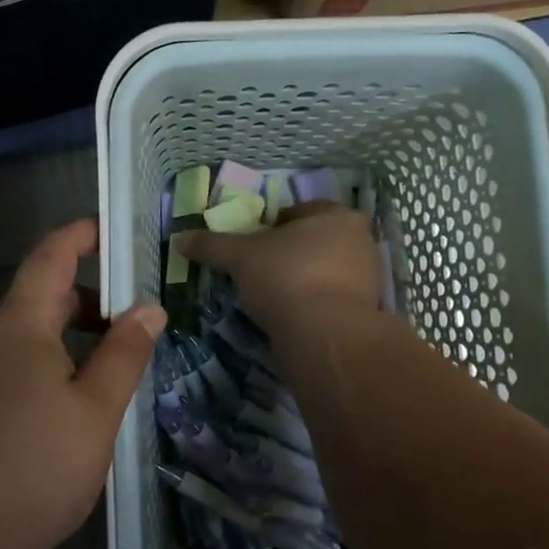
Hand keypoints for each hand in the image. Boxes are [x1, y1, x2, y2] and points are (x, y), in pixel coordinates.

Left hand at [0, 219, 164, 548]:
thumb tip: (150, 309)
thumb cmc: (34, 466)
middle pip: (42, 295)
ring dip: (73, 331)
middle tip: (136, 309)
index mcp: (20, 325)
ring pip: (31, 333)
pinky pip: (19, 362)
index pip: (50, 257)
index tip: (112, 230)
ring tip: (116, 355)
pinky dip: (54, 359)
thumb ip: (124, 354)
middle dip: (89, 293)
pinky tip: (79, 396)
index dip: (80, 236)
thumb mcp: (96, 410)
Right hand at [175, 202, 379, 336]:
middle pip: (313, 241)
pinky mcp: (367, 312)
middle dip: (287, 254)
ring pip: (324, 272)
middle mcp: (360, 241)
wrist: (325, 336)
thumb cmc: (286, 277)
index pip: (297, 212)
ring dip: (301, 281)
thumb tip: (180, 239)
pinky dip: (313, 306)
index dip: (270, 226)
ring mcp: (368, 278)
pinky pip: (332, 301)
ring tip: (272, 299)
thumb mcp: (240, 256)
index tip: (250, 246)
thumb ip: (212, 245)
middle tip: (258, 272)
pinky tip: (291, 318)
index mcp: (336, 215)